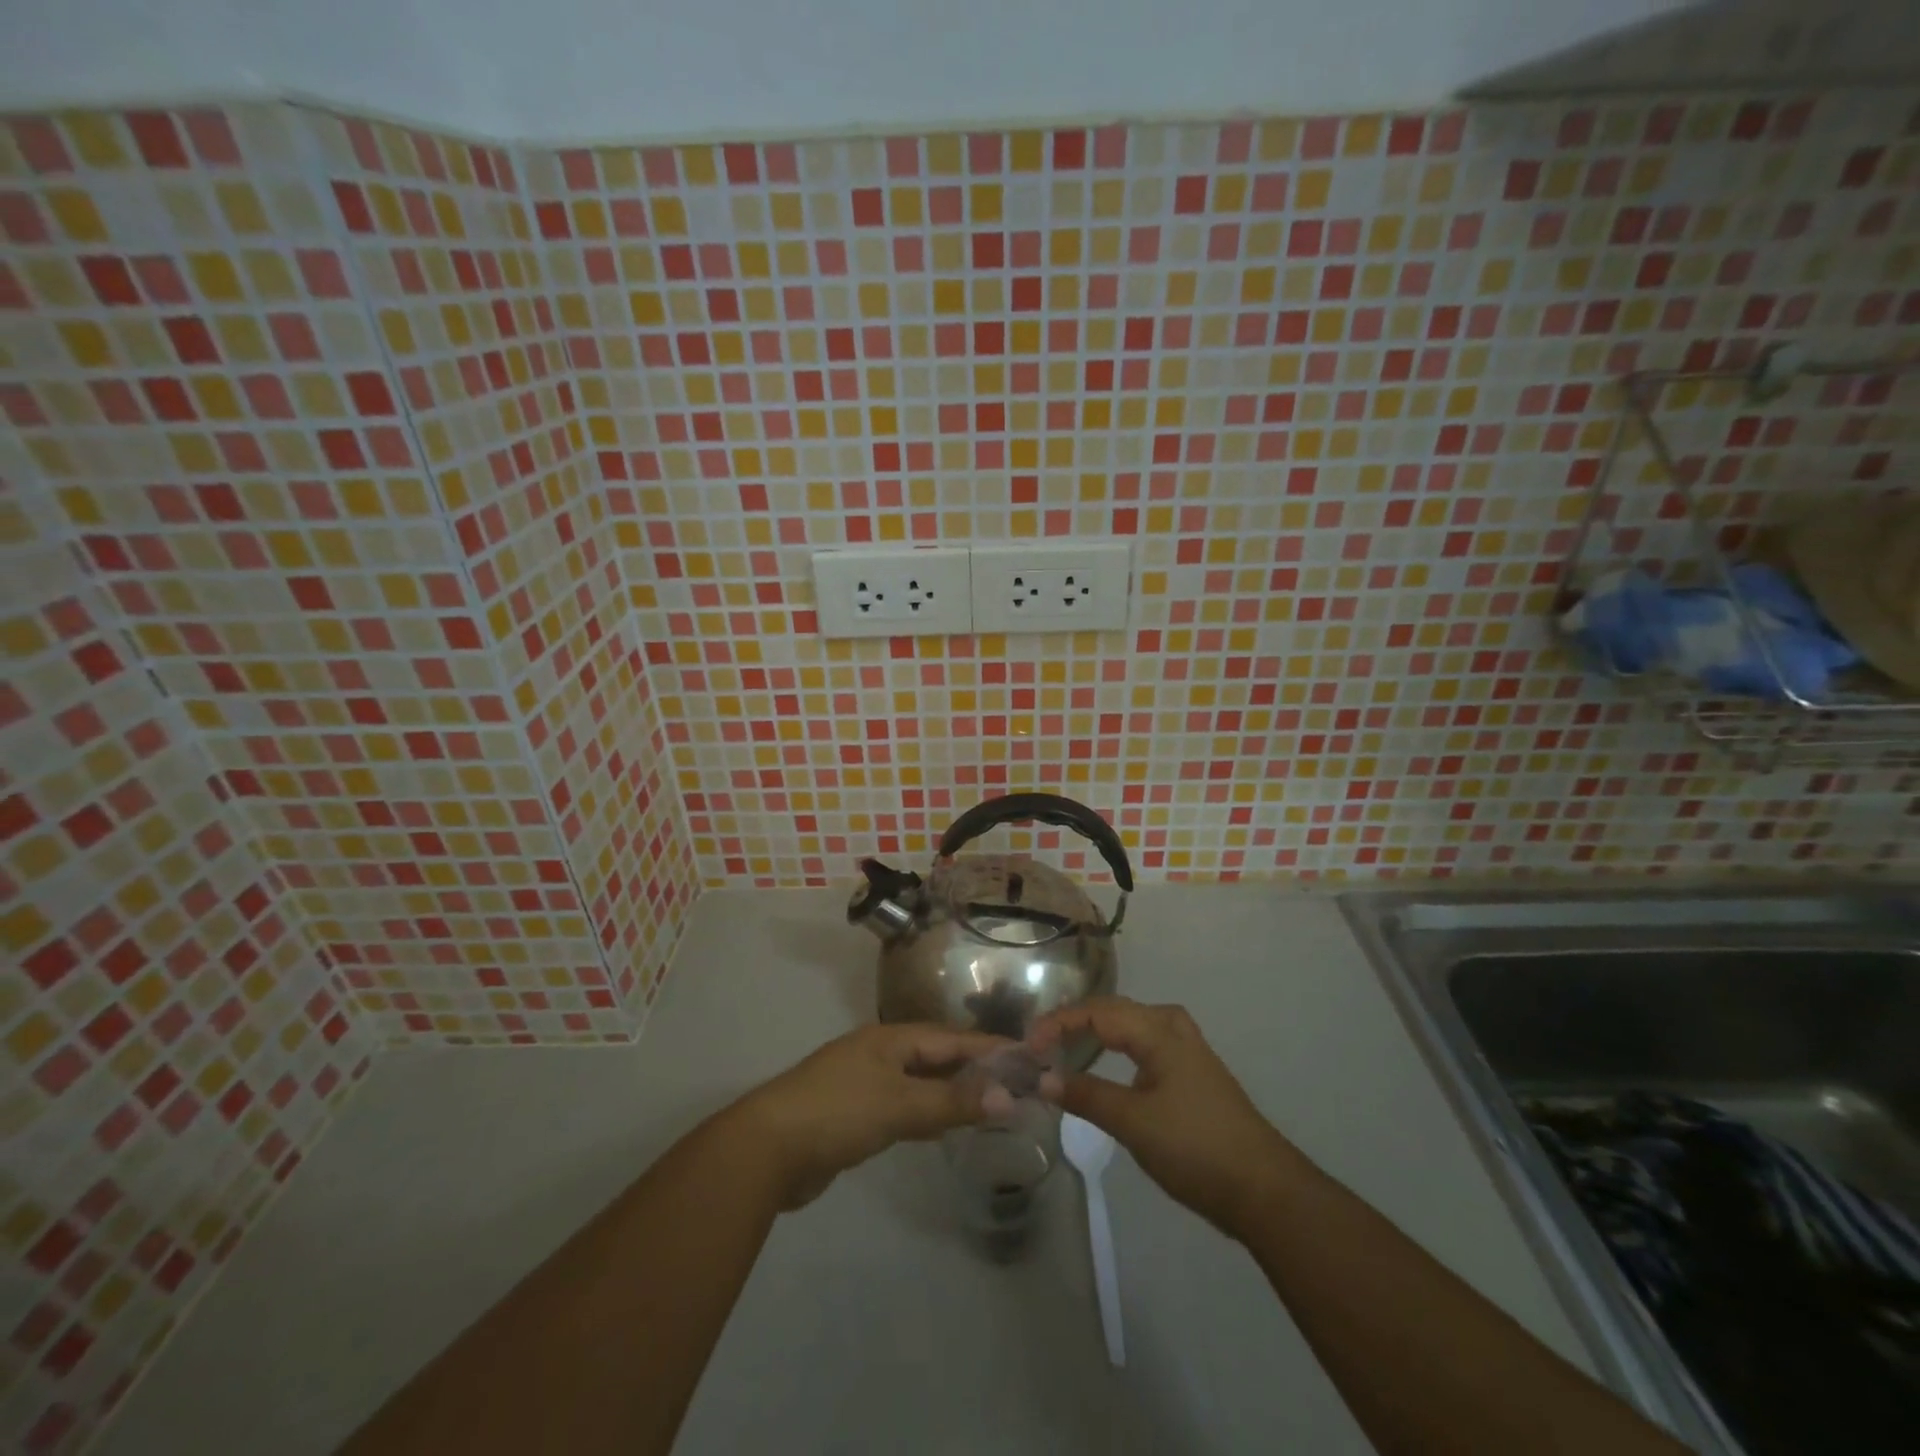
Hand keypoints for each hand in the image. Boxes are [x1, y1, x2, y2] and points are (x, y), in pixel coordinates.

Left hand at [726, 1023, 1005, 1208]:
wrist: (767, 1149)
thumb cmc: (838, 1113)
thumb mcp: (900, 1104)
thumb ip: (953, 1101)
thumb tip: (1009, 1096)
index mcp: (891, 1039)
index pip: (952, 1039)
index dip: (990, 1048)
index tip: (1029, 1056)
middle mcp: (881, 1053)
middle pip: (938, 1056)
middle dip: (976, 1070)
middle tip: (1017, 1084)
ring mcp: (865, 1082)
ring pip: (921, 1082)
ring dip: (954, 1091)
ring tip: (991, 1104)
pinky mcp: (855, 1114)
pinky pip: (905, 1105)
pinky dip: (929, 1112)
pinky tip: (943, 1125)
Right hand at [1029, 997, 1300, 1236]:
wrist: (1264, 1189)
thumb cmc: (1195, 1147)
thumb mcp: (1133, 1122)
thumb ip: (1086, 1096)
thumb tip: (1042, 1078)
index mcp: (1158, 1031)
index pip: (1097, 1012)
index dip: (1058, 1022)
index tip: (1028, 1045)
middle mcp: (1173, 1028)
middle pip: (1115, 1010)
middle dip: (1075, 1020)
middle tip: (1042, 1041)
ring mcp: (1188, 1050)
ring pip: (1133, 1024)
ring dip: (1098, 1029)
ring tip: (1069, 1043)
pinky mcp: (1194, 1073)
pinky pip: (1146, 1041)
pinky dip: (1119, 1044)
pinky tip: (1111, 1061)